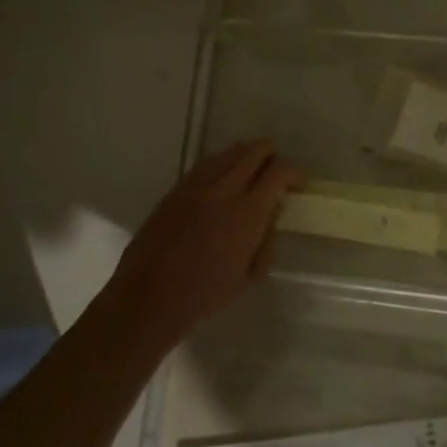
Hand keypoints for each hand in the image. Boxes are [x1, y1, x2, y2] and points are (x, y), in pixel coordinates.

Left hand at [97, 141, 303, 349]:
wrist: (148, 298)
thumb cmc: (204, 296)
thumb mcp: (249, 276)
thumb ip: (266, 240)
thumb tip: (271, 214)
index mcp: (247, 212)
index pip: (279, 170)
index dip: (295, 172)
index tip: (299, 184)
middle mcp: (223, 189)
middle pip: (256, 149)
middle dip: (273, 157)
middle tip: (276, 178)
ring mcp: (196, 185)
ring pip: (229, 151)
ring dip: (246, 159)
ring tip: (248, 181)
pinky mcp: (175, 189)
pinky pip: (206, 164)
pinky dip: (221, 167)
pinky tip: (221, 188)